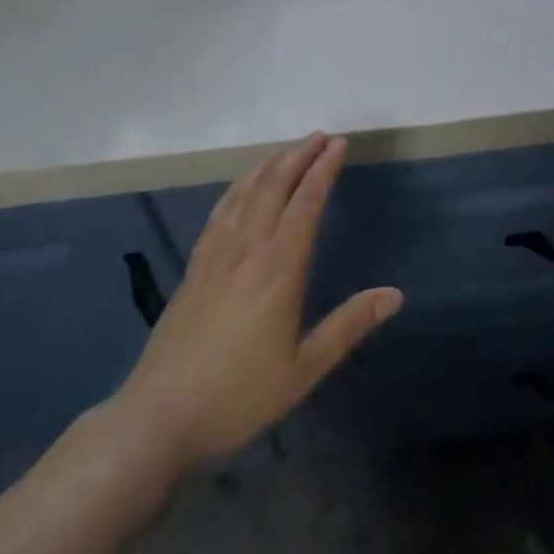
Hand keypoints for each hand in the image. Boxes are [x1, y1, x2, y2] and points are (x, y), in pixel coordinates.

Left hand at [111, 133, 401, 472]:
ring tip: (289, 149)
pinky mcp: (196, 265)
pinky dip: (239, 186)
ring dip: (270, 164)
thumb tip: (395, 295)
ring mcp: (216, 253)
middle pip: (274, 185)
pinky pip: (221, 209)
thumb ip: (348, 326)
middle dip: (299, 155)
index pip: (306, 203)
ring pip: (246, 191)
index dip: (324, 169)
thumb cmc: (237, 396)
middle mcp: (247, 249)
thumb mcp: (303, 370)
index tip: (340, 144)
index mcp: (279, 269)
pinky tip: (245, 184)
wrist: (158, 417)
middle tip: (321, 136)